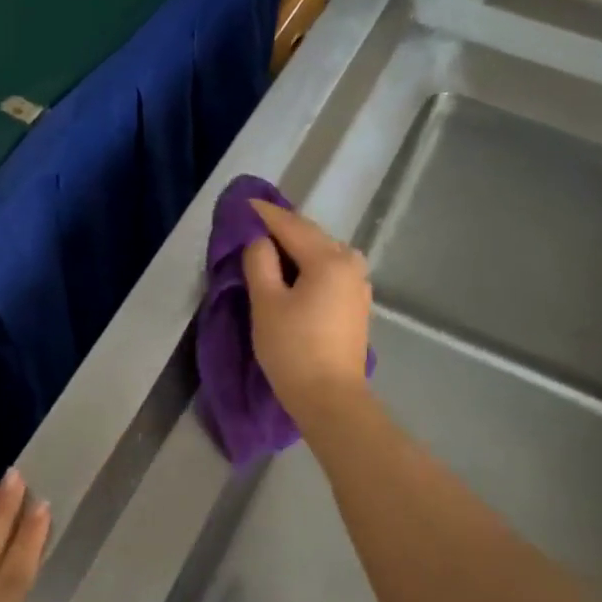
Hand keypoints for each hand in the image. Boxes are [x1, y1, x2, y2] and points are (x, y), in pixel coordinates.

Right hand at [244, 200, 373, 426]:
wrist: (330, 399)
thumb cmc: (293, 349)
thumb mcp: (266, 303)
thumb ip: (260, 262)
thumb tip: (260, 241)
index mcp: (329, 258)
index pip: (289, 224)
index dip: (263, 213)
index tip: (242, 202)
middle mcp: (350, 262)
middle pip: (310, 235)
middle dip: (280, 228)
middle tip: (251, 224)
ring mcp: (358, 283)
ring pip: (321, 253)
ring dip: (295, 248)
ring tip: (268, 248)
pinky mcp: (356, 303)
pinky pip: (329, 271)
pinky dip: (308, 266)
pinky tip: (292, 273)